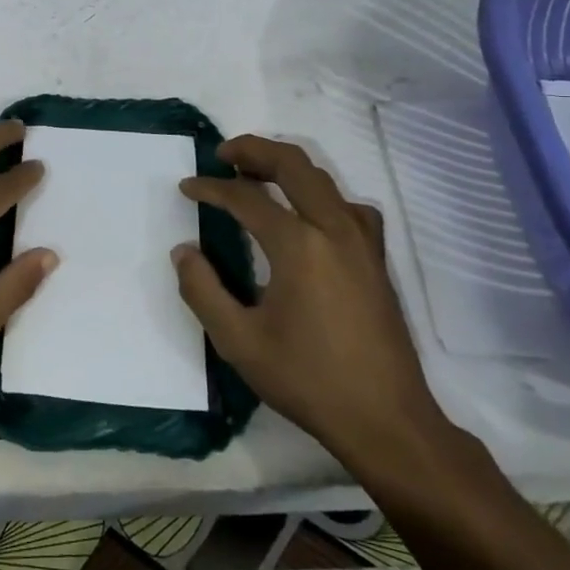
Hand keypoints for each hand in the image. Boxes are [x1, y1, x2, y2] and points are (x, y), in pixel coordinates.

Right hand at [175, 135, 448, 472]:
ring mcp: (362, 242)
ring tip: (258, 174)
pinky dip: (322, 194)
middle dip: (254, 150)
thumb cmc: (308, 379)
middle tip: (223, 154)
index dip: (211, 188)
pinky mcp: (376, 259)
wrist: (386, 419)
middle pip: (293, 165)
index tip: (187, 188)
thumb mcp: (239, 341)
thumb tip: (183, 252)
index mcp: (298, 245)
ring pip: (324, 179)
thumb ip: (202, 290)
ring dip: (287, 167)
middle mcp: (334, 229)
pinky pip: (349, 206)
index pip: (246, 198)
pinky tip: (311, 215)